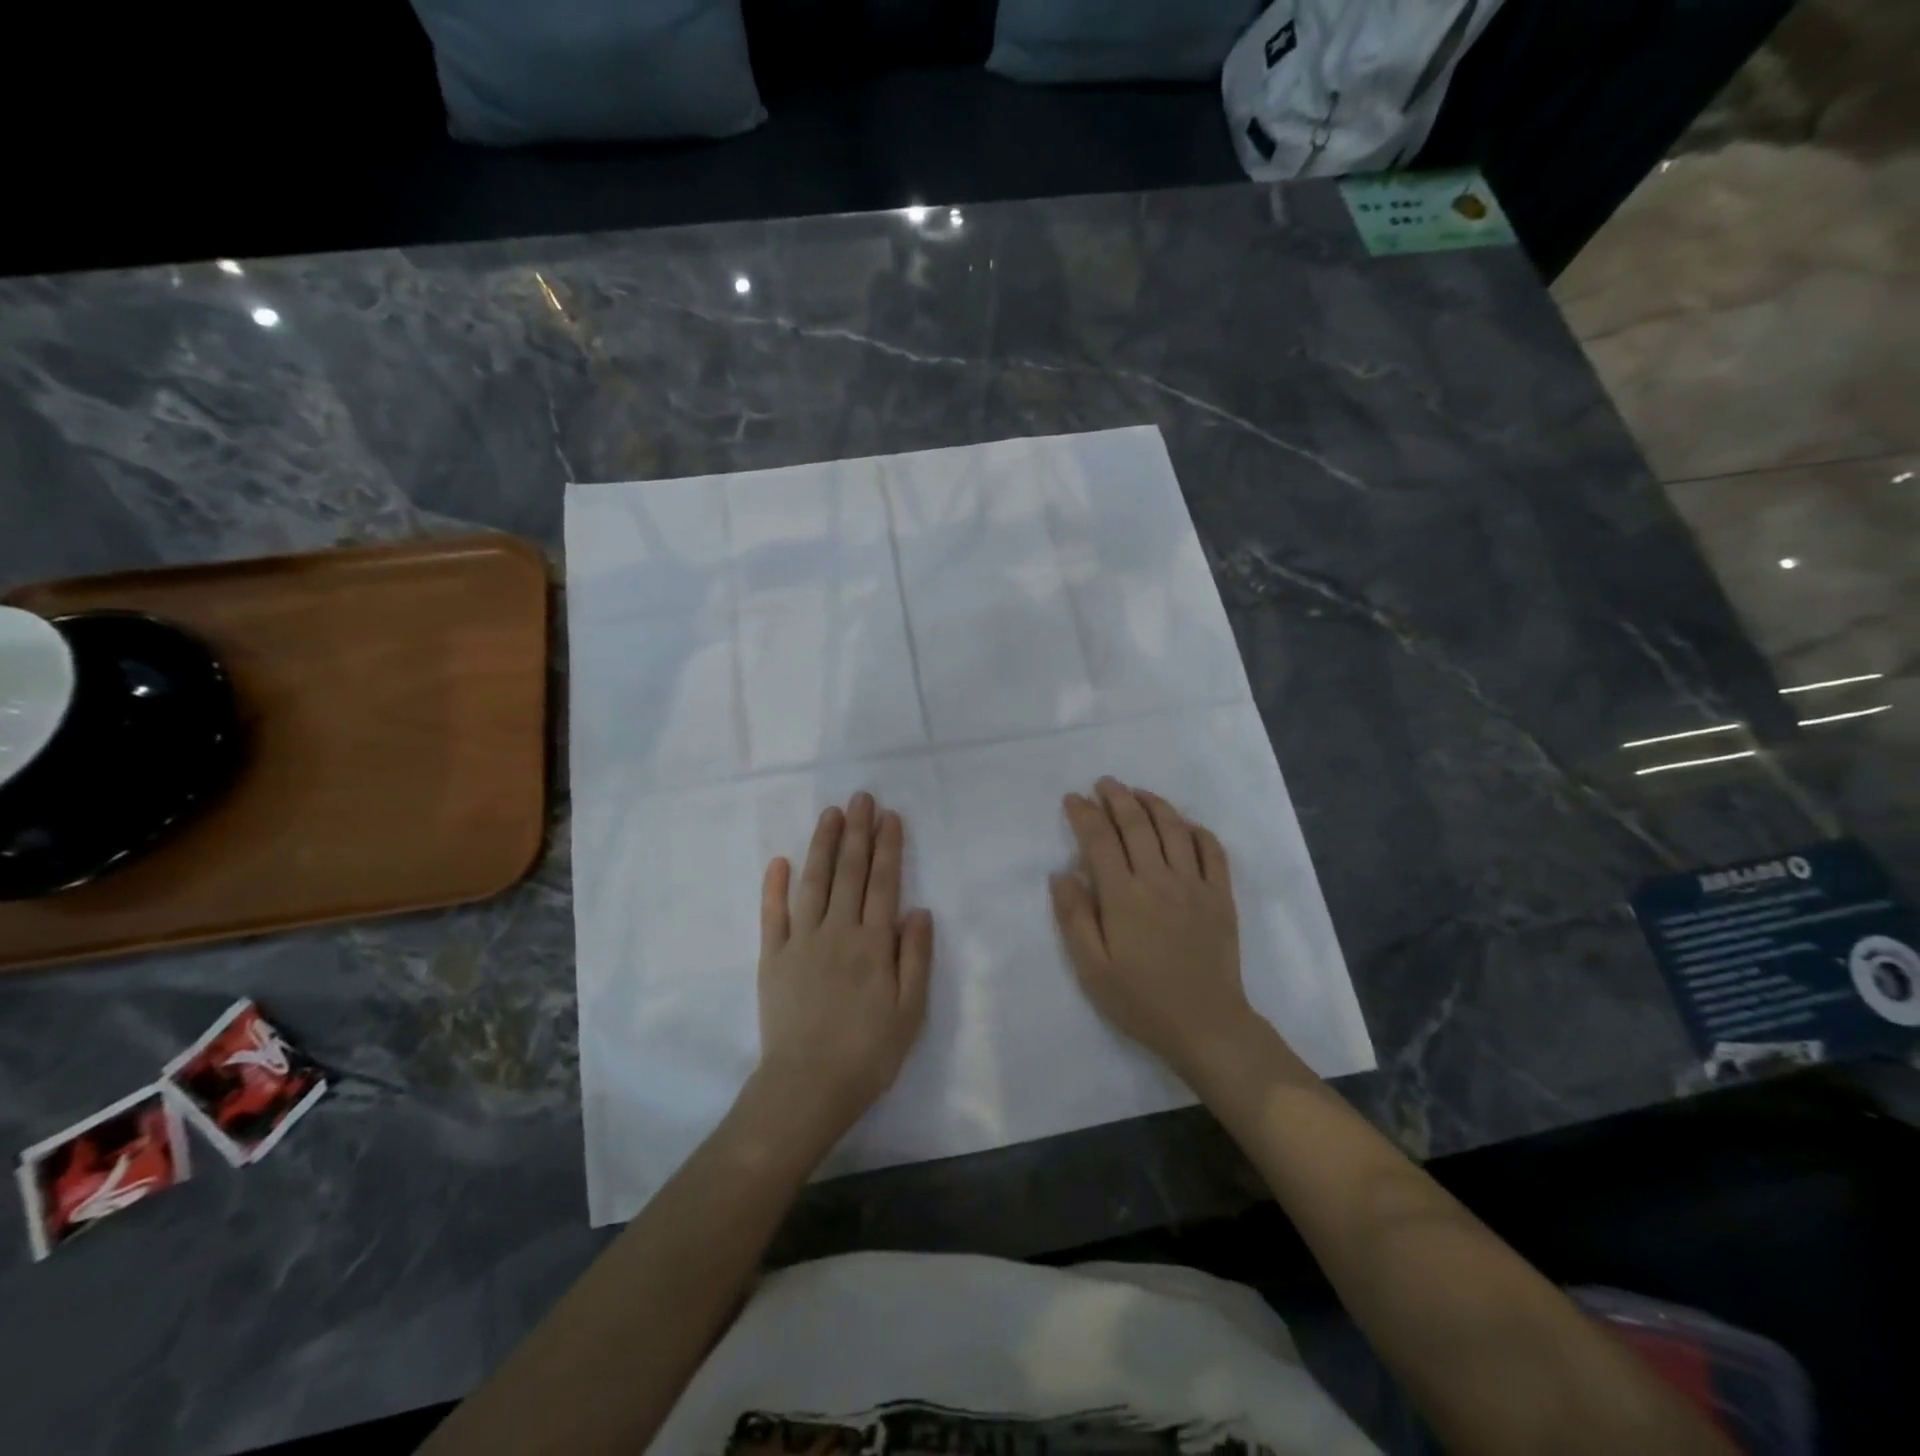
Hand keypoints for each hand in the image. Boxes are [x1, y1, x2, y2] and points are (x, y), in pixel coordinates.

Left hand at [753, 792, 933, 1147]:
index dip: (888, 847)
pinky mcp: (772, 958)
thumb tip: (919, 909)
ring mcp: (801, 942)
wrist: (807, 1087)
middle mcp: (837, 932)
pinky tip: (779, 861)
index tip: (890, 816)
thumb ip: (915, 957)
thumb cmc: (868, 1053)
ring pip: (813, 882)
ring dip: (822, 846)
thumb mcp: (910, 1012)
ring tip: (830, 814)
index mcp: (873, 944)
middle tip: (861, 797)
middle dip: (857, 832)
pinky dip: (774, 886)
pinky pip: (772, 915)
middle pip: (849, 873)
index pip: (884, 883)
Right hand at [1050, 777, 1259, 1081]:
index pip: (1099, 840)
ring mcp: (1195, 885)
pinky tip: (1184, 824)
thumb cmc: (1141, 1000)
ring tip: (1137, 792)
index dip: (1084, 814)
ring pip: (1174, 828)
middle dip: (1116, 797)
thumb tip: (1060, 873)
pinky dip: (1197, 830)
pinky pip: (1212, 850)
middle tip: (1103, 783)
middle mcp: (1159, 880)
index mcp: (1123, 897)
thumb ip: (1074, 918)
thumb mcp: (1092, 969)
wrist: (1206, 1026)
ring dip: (1153, 804)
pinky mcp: (1221, 896)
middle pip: (1136, 824)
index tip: (1073, 799)